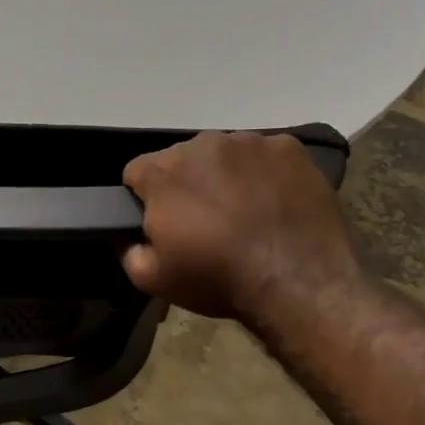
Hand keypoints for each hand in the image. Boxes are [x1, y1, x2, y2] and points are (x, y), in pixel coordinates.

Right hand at [122, 131, 362, 323]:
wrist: (297, 282)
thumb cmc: (217, 278)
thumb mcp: (151, 279)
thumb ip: (127, 250)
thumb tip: (127, 235)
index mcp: (162, 172)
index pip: (136, 171)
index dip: (144, 198)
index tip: (160, 222)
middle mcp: (202, 144)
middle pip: (181, 158)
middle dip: (186, 184)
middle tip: (203, 221)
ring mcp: (250, 142)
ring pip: (223, 154)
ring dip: (224, 175)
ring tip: (243, 212)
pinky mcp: (290, 149)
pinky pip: (265, 155)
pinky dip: (263, 174)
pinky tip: (273, 203)